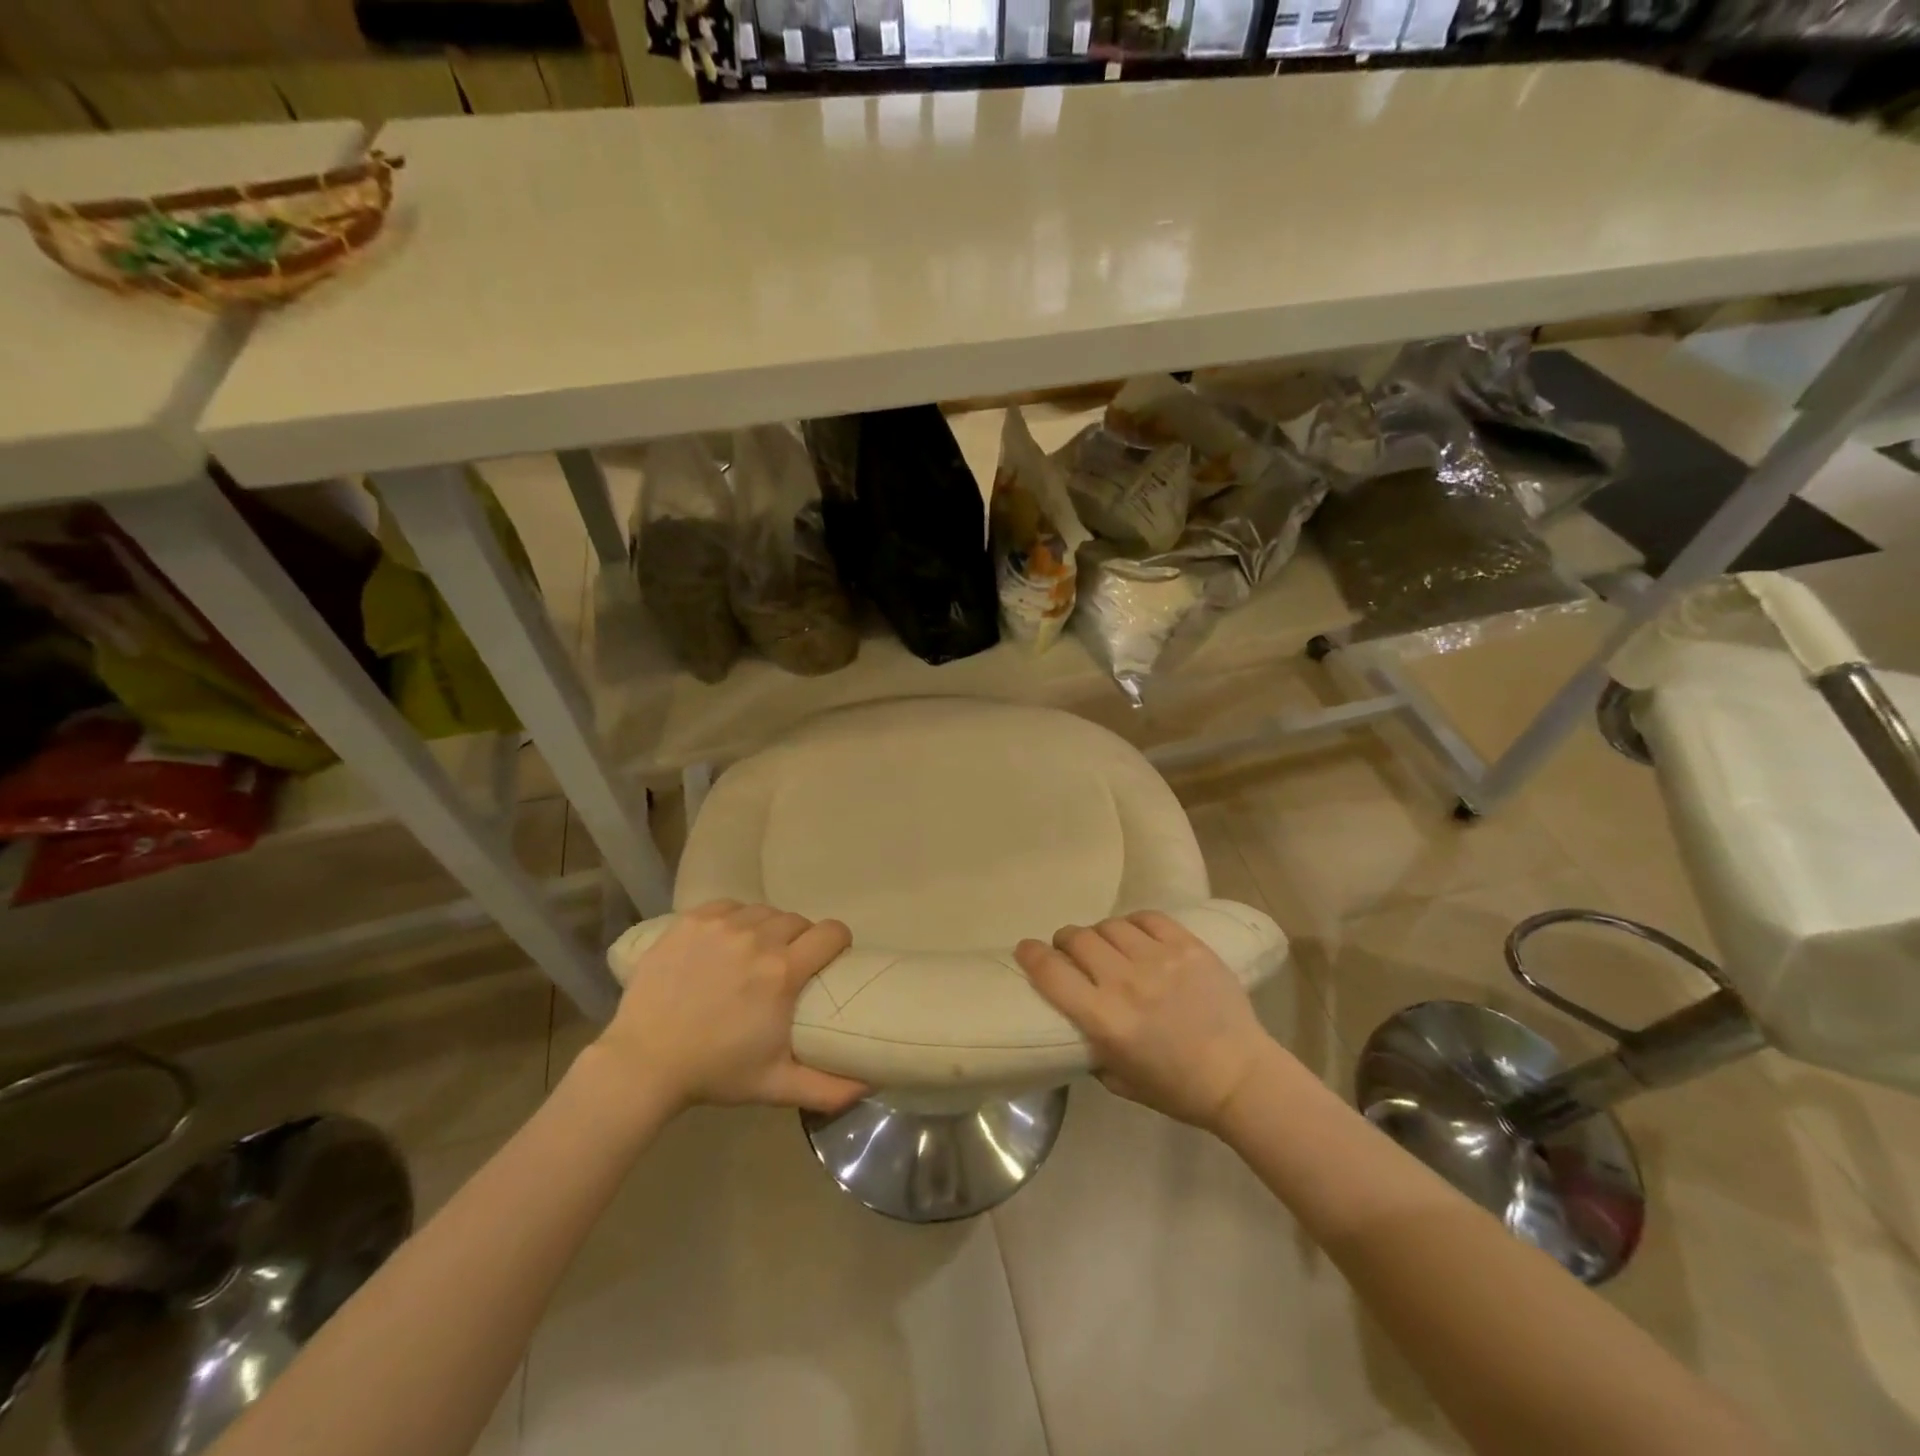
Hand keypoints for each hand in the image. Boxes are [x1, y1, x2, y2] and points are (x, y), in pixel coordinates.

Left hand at [595, 901, 867, 1114]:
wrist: (643, 1062)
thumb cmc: (714, 1072)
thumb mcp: (775, 1084)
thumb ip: (828, 1088)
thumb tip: (871, 1086)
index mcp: (783, 972)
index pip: (831, 932)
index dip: (838, 941)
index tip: (831, 957)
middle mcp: (757, 938)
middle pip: (798, 920)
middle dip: (800, 939)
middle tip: (786, 965)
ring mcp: (722, 925)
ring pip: (764, 911)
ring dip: (768, 927)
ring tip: (755, 952)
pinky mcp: (691, 920)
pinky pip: (729, 905)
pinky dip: (735, 918)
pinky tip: (727, 940)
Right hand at [1016, 912, 1277, 1133]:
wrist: (1240, 1077)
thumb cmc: (1176, 1088)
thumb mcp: (1118, 1079)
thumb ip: (1091, 1045)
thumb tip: (1076, 1018)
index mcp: (1106, 1020)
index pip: (1052, 973)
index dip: (1031, 955)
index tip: (1025, 949)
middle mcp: (1126, 982)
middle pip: (1078, 939)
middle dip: (1065, 941)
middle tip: (1070, 950)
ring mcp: (1160, 959)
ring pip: (1110, 926)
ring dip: (1100, 934)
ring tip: (1107, 945)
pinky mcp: (1188, 946)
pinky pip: (1147, 918)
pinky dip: (1134, 925)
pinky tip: (1136, 937)